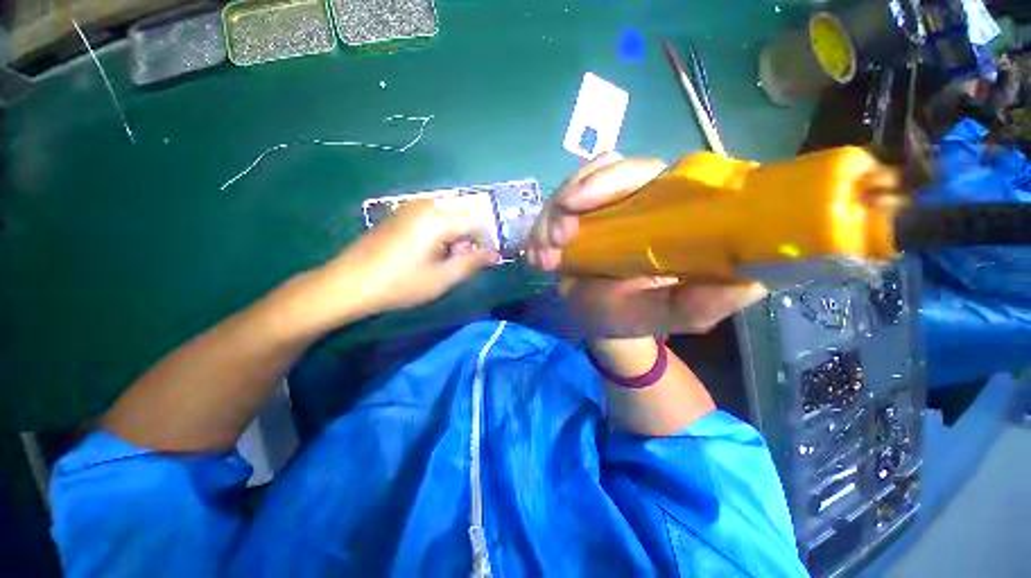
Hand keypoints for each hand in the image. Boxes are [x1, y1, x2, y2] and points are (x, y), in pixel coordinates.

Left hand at [324, 200, 497, 315]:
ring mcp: (411, 206)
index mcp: (439, 219)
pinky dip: (441, 229)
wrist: (350, 282)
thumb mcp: (442, 278)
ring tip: (447, 258)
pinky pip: (432, 214)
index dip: (486, 242)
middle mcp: (426, 204)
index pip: (477, 223)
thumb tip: (494, 255)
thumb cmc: (401, 284)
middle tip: (464, 260)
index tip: (485, 261)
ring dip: (456, 233)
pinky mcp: (400, 212)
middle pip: (464, 213)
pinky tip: (431, 250)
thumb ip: (472, 263)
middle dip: (471, 236)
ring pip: (449, 213)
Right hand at [526, 153, 766, 336]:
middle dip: (572, 198)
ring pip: (575, 185)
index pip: (651, 171)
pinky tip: (537, 256)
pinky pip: (556, 208)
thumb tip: (751, 278)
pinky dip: (540, 228)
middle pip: (607, 169)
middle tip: (554, 239)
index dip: (612, 179)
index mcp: (673, 212)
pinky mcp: (578, 218)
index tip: (577, 207)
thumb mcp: (678, 315)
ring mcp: (605, 207)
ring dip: (551, 216)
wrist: (605, 323)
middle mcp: (640, 199)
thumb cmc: (642, 316)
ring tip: (542, 256)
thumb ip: (709, 302)